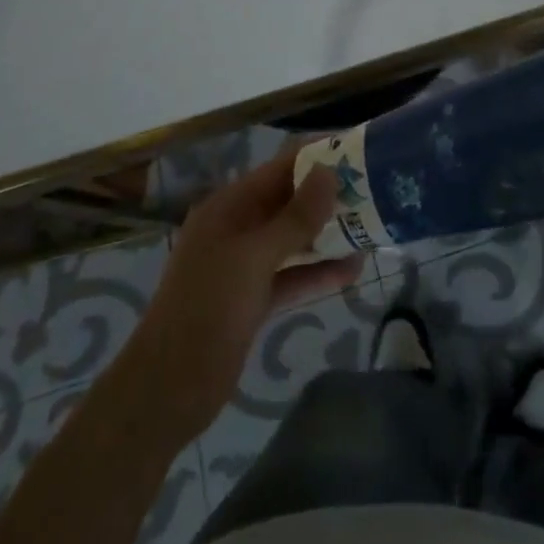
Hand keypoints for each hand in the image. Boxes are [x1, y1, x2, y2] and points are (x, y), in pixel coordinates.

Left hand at [122, 151, 361, 447]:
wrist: (168, 391)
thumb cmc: (207, 309)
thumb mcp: (253, 257)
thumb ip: (295, 217)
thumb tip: (330, 172)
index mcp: (229, 207)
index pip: (279, 169)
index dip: (316, 158)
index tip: (358, 152)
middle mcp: (237, 229)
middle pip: (289, 203)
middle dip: (328, 197)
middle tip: (375, 191)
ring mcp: (244, 266)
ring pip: (294, 240)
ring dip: (328, 235)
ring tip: (373, 228)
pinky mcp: (253, 299)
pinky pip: (292, 275)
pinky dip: (318, 272)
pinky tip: (354, 271)